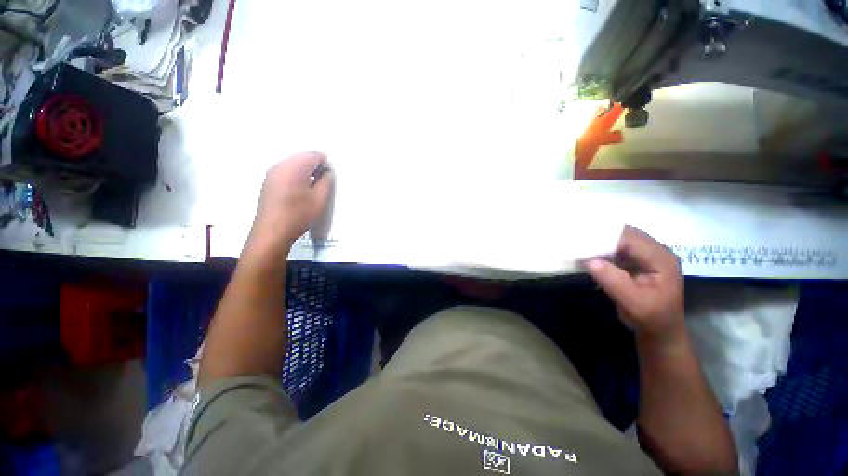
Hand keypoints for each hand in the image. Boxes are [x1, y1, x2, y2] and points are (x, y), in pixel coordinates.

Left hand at [248, 151, 333, 253]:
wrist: (272, 232)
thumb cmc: (298, 215)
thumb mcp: (319, 199)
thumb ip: (326, 181)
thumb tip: (327, 171)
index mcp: (294, 167)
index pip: (313, 155)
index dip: (325, 162)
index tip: (330, 176)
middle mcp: (280, 165)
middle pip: (302, 157)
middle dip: (315, 166)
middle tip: (324, 182)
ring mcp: (272, 173)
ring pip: (294, 164)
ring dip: (306, 172)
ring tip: (313, 188)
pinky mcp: (268, 182)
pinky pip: (286, 171)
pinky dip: (297, 176)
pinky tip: (301, 191)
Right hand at [585, 226, 684, 343]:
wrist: (660, 329)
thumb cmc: (651, 318)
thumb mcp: (633, 304)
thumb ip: (614, 281)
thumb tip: (589, 260)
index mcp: (661, 259)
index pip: (630, 239)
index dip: (605, 239)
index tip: (581, 245)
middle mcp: (656, 250)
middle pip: (625, 233)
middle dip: (600, 235)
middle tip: (576, 241)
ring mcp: (647, 253)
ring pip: (620, 237)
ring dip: (600, 241)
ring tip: (579, 245)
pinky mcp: (637, 258)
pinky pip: (617, 246)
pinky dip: (602, 248)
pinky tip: (588, 253)